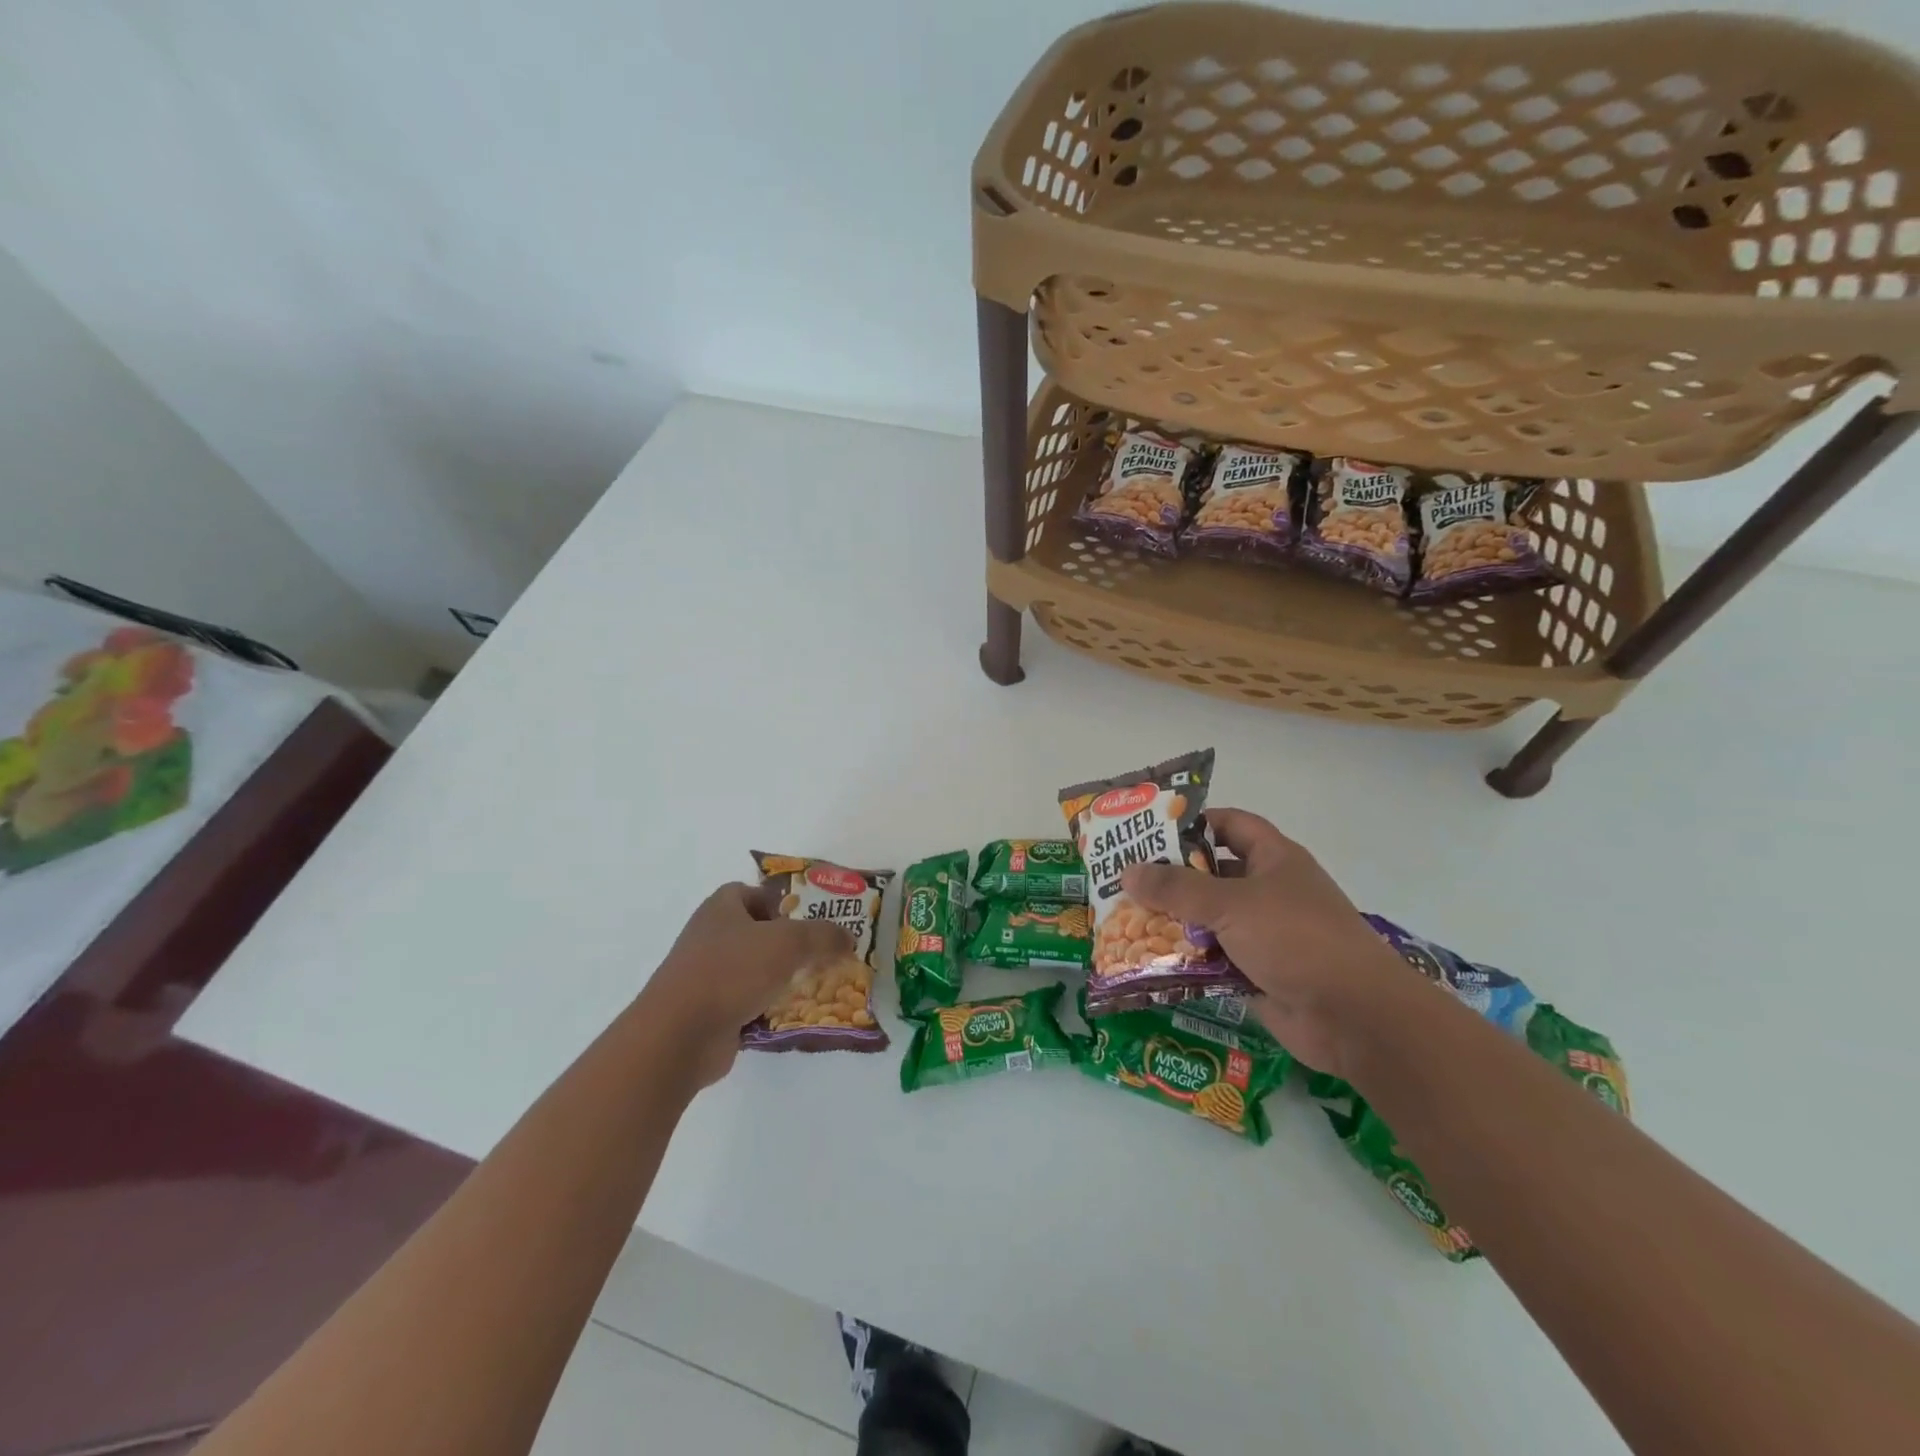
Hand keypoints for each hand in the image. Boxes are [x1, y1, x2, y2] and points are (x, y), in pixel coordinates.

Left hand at [637, 882, 853, 1088]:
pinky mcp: (706, 1012)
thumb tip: (849, 938)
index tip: (804, 921)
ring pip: (750, 971)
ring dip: (777, 979)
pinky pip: (743, 1004)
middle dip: (785, 944)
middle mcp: (709, 937)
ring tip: (811, 987)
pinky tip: (788, 1016)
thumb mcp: (789, 942)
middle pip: (754, 933)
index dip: (777, 902)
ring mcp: (704, 977)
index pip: (749, 893)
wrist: (679, 1034)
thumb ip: (823, 936)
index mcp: (720, 909)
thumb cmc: (732, 971)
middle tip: (817, 955)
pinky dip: (764, 1009)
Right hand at [1121, 808, 1417, 1077]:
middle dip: (1170, 876)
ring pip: (1208, 919)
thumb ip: (1177, 888)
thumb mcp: (1231, 904)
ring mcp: (1264, 934)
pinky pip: (1212, 958)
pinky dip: (1184, 959)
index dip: (1193, 822)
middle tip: (1121, 877)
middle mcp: (1268, 891)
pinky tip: (1146, 959)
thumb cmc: (1296, 939)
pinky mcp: (1256, 972)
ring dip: (1173, 921)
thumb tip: (1127, 871)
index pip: (1230, 824)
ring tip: (1122, 917)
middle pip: (1212, 874)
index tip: (1148, 829)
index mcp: (1274, 859)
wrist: (1354, 1017)